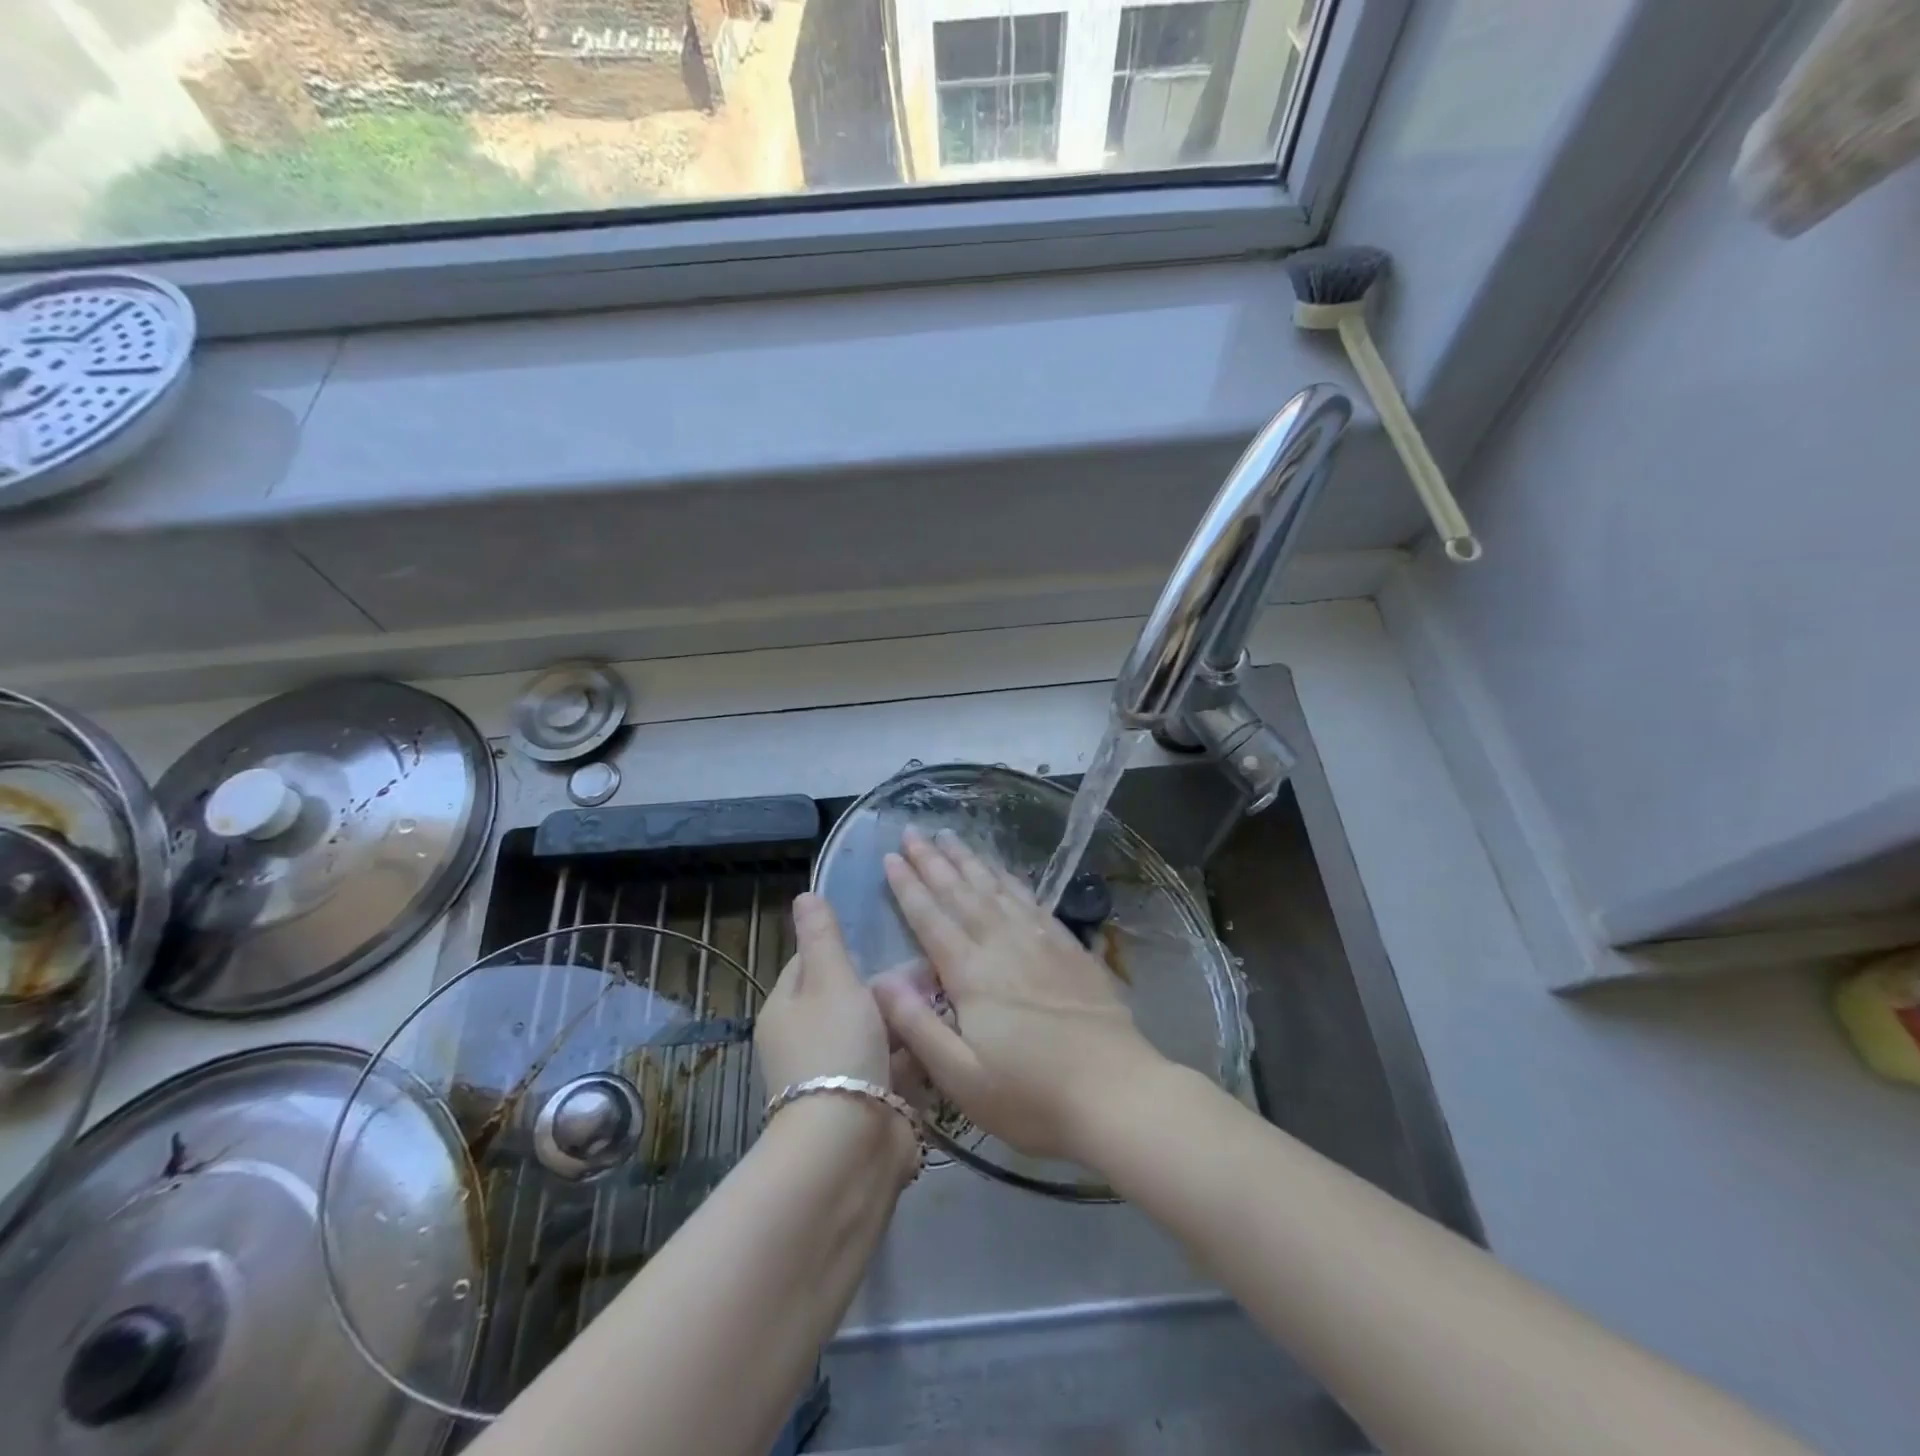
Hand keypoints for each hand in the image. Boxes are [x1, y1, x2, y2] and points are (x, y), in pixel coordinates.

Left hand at [755, 893, 919, 1182]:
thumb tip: (804, 895)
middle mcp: (807, 1039)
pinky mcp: (872, 1098)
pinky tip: (947, 1028)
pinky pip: (896, 1061)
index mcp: (787, 1008)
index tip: (880, 929)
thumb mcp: (829, 980)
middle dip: (884, 979)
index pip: (810, 962)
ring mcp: (840, 1072)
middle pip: (848, 995)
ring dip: (904, 1014)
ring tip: (945, 986)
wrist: (849, 1146)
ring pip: (877, 1028)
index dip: (842, 944)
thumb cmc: (835, 1048)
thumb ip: (822, 938)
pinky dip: (916, 1048)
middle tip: (925, 958)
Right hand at [872, 827, 1164, 1161]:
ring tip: (950, 836)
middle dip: (934, 861)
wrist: (1118, 1093)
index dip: (908, 886)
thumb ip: (917, 1026)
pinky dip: (1011, 880)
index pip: (931, 919)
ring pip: (996, 889)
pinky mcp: (1069, 948)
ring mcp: (1040, 942)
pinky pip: (1031, 900)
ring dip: (969, 861)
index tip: (890, 856)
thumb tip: (879, 980)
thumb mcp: (962, 1078)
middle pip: (961, 893)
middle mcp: (1003, 945)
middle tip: (913, 831)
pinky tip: (1003, 871)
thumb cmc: (1032, 1097)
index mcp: (972, 974)